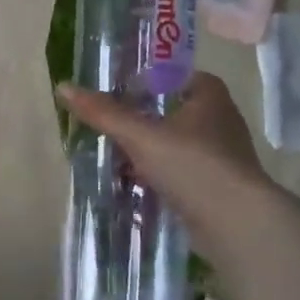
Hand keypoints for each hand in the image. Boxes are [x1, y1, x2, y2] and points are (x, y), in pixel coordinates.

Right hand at [55, 72, 275, 257]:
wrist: (235, 223)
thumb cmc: (191, 165)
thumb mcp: (140, 135)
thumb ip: (103, 113)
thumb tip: (63, 87)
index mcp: (211, 99)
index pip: (182, 77)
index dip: (155, 81)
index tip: (126, 91)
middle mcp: (221, 123)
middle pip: (177, 112)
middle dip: (146, 118)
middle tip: (113, 123)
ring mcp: (222, 158)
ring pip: (178, 145)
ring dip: (151, 150)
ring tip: (117, 155)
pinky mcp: (218, 188)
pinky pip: (182, 173)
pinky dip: (160, 175)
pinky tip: (136, 184)